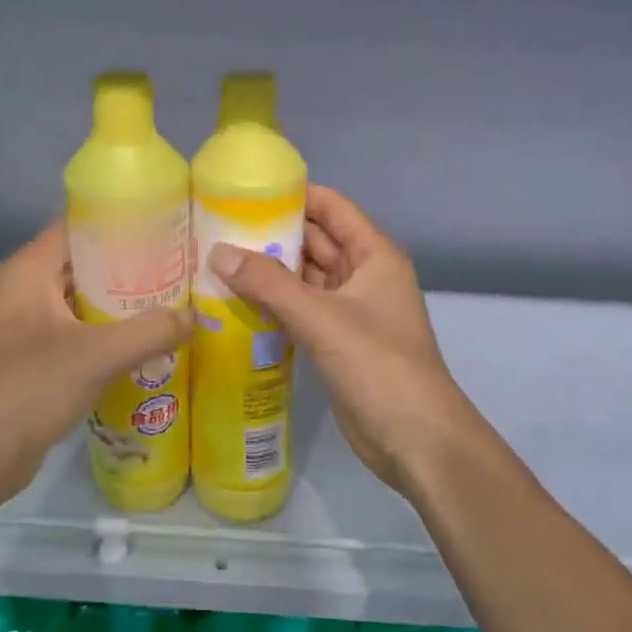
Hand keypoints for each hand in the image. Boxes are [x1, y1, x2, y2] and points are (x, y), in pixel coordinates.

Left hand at [0, 222, 191, 506]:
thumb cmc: (28, 386)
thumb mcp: (96, 354)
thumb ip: (150, 332)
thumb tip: (195, 317)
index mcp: (30, 270)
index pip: (80, 226)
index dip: (122, 222)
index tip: (167, 226)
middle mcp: (28, 290)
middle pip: (87, 264)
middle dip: (132, 266)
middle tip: (181, 267)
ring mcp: (31, 327)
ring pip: (86, 303)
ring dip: (125, 305)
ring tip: (174, 301)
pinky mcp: (38, 360)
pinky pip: (83, 335)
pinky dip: (112, 336)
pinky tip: (150, 343)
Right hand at [210, 186, 488, 502]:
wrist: (415, 439)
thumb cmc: (378, 366)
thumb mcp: (322, 318)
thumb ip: (269, 284)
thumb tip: (217, 251)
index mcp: (374, 255)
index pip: (331, 208)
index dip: (292, 195)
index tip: (243, 191)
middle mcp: (364, 276)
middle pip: (315, 242)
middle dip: (272, 235)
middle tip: (216, 228)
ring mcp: (351, 311)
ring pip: (305, 279)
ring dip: (269, 272)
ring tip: (217, 261)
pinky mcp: (338, 342)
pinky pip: (301, 310)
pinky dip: (274, 304)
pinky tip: (236, 303)